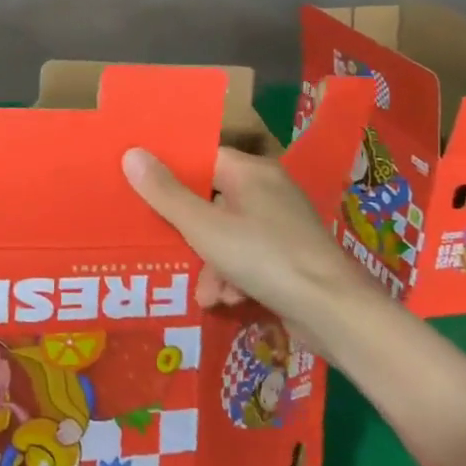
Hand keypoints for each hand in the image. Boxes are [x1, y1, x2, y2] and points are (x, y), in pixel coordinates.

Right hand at [122, 145, 381, 341]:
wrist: (334, 312)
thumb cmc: (264, 258)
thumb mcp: (204, 227)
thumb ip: (165, 193)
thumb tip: (131, 153)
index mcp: (251, 172)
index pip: (202, 158)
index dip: (172, 174)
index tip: (144, 191)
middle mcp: (269, 190)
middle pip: (211, 199)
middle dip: (189, 232)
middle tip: (168, 248)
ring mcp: (282, 224)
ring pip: (227, 233)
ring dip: (210, 263)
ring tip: (206, 292)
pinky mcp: (290, 255)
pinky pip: (248, 255)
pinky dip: (233, 276)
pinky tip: (227, 300)